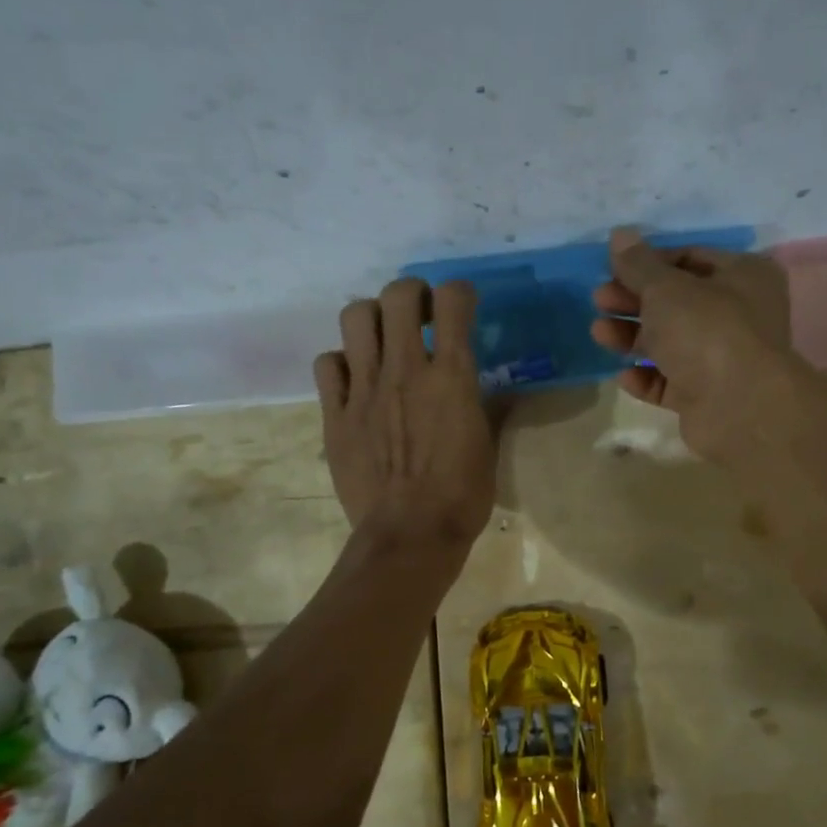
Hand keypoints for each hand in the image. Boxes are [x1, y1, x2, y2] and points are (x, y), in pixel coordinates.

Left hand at [315, 278, 496, 550]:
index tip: (461, 306)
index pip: (453, 301)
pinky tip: (354, 380)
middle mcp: (406, 370)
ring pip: (355, 316)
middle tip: (419, 315)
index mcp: (451, 377)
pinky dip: (341, 364)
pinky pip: (327, 364)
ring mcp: (365, 389)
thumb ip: (489, 410)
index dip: (459, 293)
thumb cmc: (461, 495)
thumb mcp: (487, 448)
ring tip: (382, 340)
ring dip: (372, 319)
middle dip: (411, 293)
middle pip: (398, 295)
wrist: (410, 534)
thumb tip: (499, 394)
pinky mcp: (336, 413)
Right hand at [589, 228, 797, 454]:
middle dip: (633, 301)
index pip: (689, 258)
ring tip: (599, 334)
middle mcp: (739, 314)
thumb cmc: (706, 331)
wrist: (739, 407)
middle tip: (598, 301)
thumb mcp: (665, 288)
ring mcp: (724, 358)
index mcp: (743, 275)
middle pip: (676, 302)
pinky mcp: (708, 395)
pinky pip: (671, 381)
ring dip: (632, 337)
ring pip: (670, 342)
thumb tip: (620, 233)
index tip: (612, 269)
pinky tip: (624, 375)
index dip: (648, 262)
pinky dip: (647, 377)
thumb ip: (638, 264)